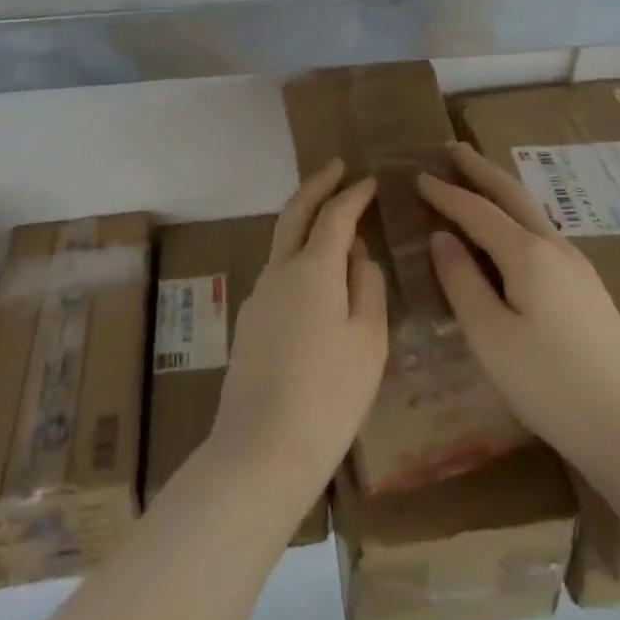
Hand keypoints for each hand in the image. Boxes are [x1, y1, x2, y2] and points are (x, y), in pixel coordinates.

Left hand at [205, 160, 387, 506]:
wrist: (260, 451)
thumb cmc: (329, 396)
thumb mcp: (368, 341)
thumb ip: (367, 286)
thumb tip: (358, 254)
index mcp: (313, 268)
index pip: (335, 214)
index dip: (354, 193)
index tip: (369, 179)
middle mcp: (280, 270)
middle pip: (296, 212)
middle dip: (317, 184)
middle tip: (337, 168)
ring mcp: (259, 295)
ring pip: (283, 241)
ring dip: (305, 220)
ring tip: (332, 222)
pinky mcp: (249, 321)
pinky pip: (278, 273)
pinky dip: (298, 257)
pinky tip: (315, 282)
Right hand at [417, 143, 619, 474]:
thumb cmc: (553, 385)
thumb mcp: (491, 338)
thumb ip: (462, 282)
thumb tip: (441, 238)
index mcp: (527, 254)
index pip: (477, 210)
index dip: (445, 193)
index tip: (417, 175)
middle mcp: (554, 247)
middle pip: (512, 194)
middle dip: (480, 169)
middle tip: (453, 148)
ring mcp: (578, 267)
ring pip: (531, 212)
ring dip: (501, 189)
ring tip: (478, 179)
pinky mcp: (589, 290)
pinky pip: (542, 233)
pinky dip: (517, 215)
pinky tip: (512, 232)